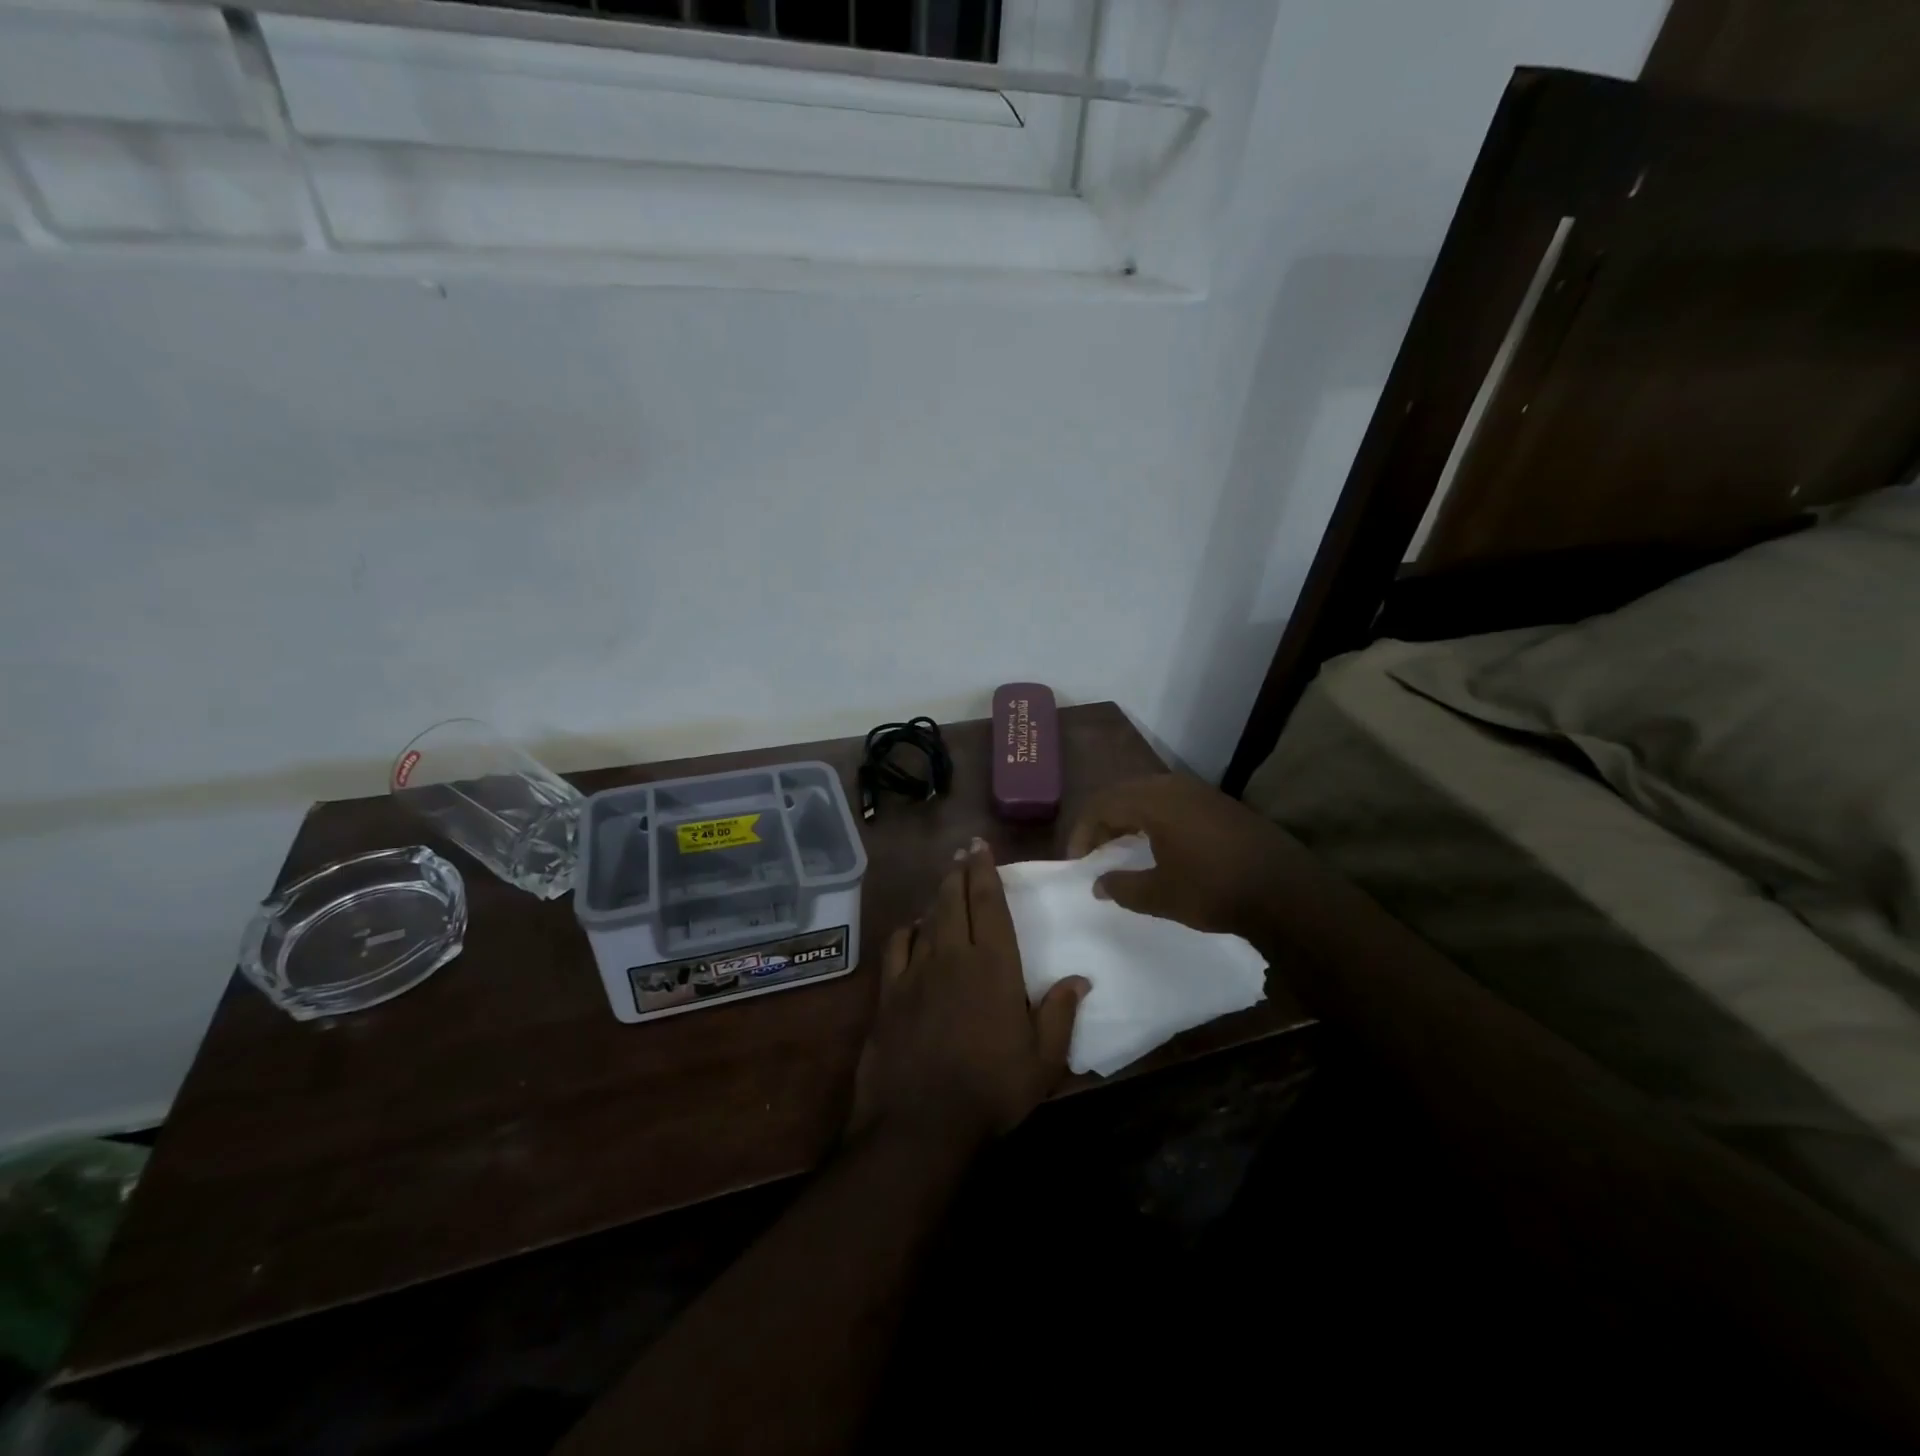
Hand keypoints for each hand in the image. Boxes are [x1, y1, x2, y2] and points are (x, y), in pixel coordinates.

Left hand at [850, 839, 1087, 1151]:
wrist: (920, 1122)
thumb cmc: (991, 1090)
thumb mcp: (1043, 1061)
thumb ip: (1060, 1015)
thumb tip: (1080, 979)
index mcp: (994, 965)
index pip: (989, 904)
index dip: (985, 871)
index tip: (980, 846)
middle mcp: (953, 956)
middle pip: (955, 901)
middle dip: (959, 872)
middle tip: (963, 852)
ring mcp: (916, 972)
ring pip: (927, 919)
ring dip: (937, 897)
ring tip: (945, 884)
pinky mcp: (889, 993)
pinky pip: (897, 948)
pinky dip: (907, 931)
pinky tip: (912, 929)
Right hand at [1068, 774, 1287, 936]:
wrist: (1286, 891)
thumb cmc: (1214, 890)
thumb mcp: (1161, 895)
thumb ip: (1123, 887)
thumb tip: (1100, 883)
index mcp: (1154, 801)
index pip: (1102, 805)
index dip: (1082, 831)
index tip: (1077, 861)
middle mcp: (1174, 786)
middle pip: (1123, 793)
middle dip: (1103, 821)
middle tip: (1094, 851)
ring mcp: (1200, 792)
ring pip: (1149, 795)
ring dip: (1129, 818)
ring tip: (1121, 847)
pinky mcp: (1219, 804)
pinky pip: (1172, 801)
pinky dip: (1154, 818)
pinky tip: (1158, 844)